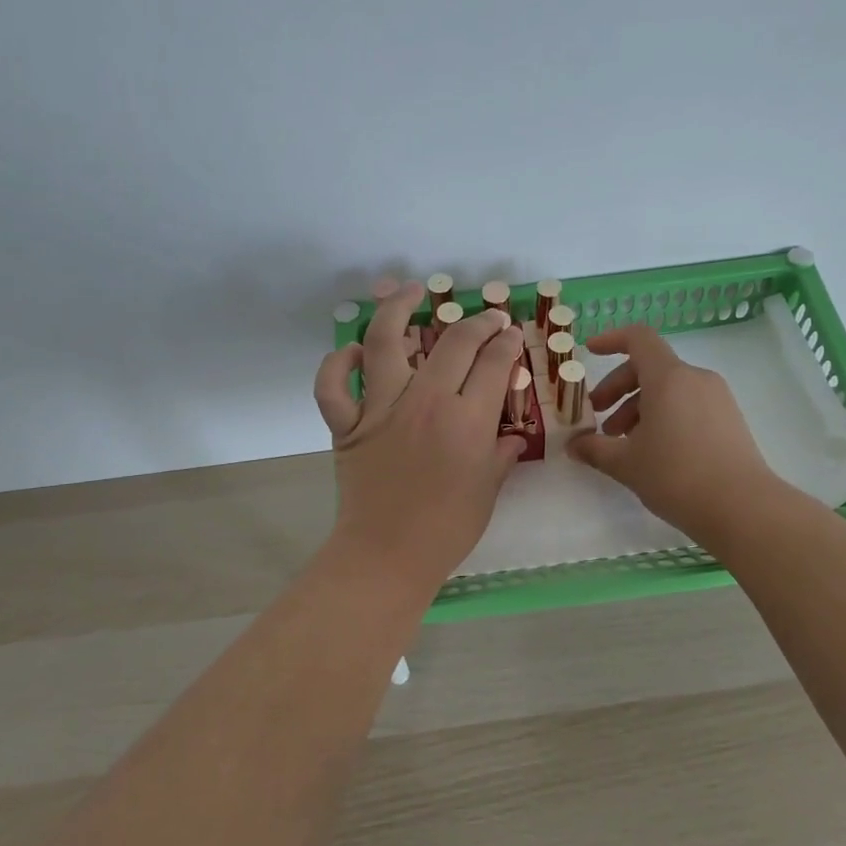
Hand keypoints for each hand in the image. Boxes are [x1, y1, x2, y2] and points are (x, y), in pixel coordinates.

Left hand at [314, 279, 526, 590]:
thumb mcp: (488, 490)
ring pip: (385, 342)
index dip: (507, 342)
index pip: (493, 363)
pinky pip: (332, 386)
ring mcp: (381, 409)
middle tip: (487, 318)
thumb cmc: (447, 528)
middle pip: (453, 343)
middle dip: (477, 322)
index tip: (511, 334)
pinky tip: (354, 352)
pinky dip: (337, 364)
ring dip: (396, 309)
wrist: (388, 555)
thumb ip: (502, 454)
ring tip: (409, 291)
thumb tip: (512, 436)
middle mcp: (425, 403)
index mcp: (467, 421)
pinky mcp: (347, 424)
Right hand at [567, 325, 773, 544]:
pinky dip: (664, 415)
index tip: (590, 353)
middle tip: (599, 418)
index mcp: (668, 378)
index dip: (611, 340)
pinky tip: (653, 450)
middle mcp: (695, 379)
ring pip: (669, 389)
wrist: (743, 508)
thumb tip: (573, 445)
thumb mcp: (626, 464)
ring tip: (623, 442)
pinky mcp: (729, 419)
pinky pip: (688, 404)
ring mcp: (717, 398)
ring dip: (639, 407)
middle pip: (650, 367)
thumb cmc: (676, 476)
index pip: (638, 338)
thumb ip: (594, 449)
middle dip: (618, 388)